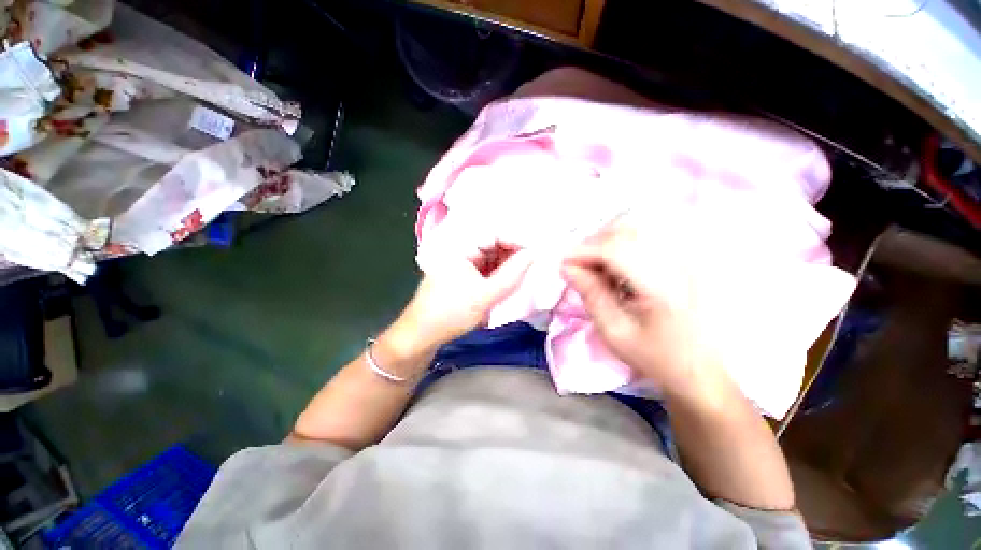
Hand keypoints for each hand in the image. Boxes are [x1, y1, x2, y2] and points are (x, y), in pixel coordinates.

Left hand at [390, 243, 532, 356]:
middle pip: (495, 243)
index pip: (495, 233)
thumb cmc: (450, 313)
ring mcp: (463, 261)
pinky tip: (511, 281)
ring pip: (493, 256)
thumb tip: (533, 254)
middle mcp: (461, 248)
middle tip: (534, 265)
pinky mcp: (465, 273)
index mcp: (460, 246)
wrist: (423, 334)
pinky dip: (500, 273)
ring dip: (508, 264)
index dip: (517, 241)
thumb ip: (511, 274)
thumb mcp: (485, 295)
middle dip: (514, 253)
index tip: (536, 253)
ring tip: (525, 274)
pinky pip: (488, 267)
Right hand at [561, 220, 717, 402]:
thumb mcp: (615, 332)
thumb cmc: (658, 358)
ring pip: (637, 229)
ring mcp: (689, 256)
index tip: (564, 264)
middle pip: (626, 230)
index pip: (615, 249)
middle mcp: (680, 262)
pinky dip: (624, 245)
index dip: (583, 251)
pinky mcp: (689, 257)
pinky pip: (648, 237)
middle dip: (594, 243)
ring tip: (597, 267)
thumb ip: (591, 295)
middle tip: (579, 266)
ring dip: (608, 242)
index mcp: (664, 286)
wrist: (707, 370)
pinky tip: (619, 267)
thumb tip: (567, 267)